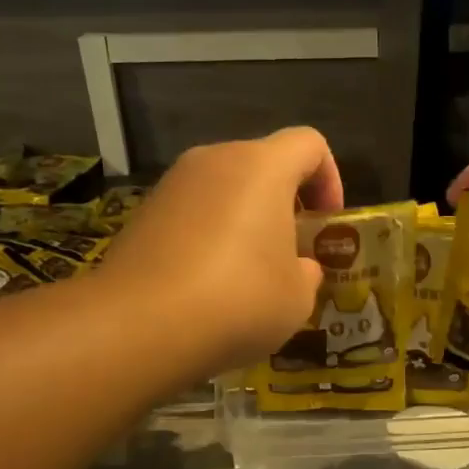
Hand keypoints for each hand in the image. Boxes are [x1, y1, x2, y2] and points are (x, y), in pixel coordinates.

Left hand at [103, 127, 343, 374]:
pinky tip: (207, 283)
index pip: (309, 144)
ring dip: (245, 219)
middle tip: (291, 250)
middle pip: (263, 163)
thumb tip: (297, 267)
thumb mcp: (296, 297)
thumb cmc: (238, 300)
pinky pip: (192, 212)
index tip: (326, 222)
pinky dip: (208, 235)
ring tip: (249, 272)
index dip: (329, 178)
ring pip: (224, 188)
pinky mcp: (142, 212)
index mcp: (262, 166)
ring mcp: (172, 184)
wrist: (139, 324)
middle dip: (285, 201)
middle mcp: (215, 160)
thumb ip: (307, 272)